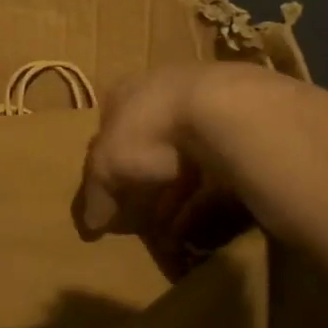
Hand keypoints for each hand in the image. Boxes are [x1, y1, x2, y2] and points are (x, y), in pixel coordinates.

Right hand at [80, 64, 271, 270]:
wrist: (222, 112)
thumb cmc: (149, 130)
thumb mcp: (107, 164)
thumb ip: (96, 192)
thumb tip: (90, 222)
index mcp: (127, 92)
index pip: (110, 127)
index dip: (108, 164)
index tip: (108, 196)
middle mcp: (164, 94)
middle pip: (149, 144)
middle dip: (145, 183)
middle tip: (140, 218)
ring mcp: (205, 110)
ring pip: (184, 160)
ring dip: (175, 197)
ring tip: (168, 235)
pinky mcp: (237, 133)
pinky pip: (214, 175)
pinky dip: (203, 202)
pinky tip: (198, 230)